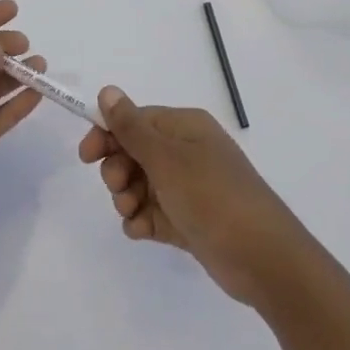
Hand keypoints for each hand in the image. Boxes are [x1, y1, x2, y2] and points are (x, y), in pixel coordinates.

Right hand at [78, 88, 308, 303]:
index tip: (86, 156)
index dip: (107, 134)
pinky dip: (142, 220)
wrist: (263, 259)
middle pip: (134, 152)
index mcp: (184, 128)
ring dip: (126, 197)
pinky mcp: (188, 220)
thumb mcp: (167, 159)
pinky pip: (152, 213)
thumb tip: (108, 90)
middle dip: (118, 170)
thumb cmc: (212, 196)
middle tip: (119, 188)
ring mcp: (187, 188)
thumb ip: (132, 127)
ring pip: (139, 184)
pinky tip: (142, 231)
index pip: (135, 120)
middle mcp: (186, 152)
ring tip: (133, 213)